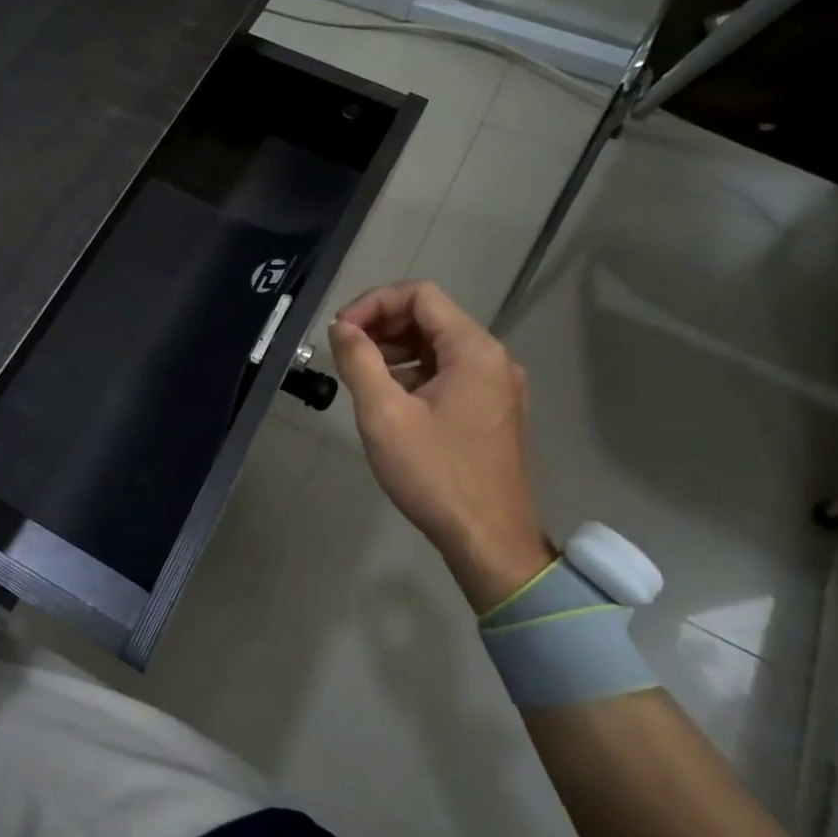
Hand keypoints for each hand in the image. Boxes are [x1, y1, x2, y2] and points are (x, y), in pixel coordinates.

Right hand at [328, 281, 552, 610]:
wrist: (489, 541)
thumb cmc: (435, 475)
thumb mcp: (384, 414)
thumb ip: (359, 360)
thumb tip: (342, 328)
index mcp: (473, 350)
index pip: (420, 295)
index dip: (374, 302)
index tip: (341, 331)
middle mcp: (492, 358)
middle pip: (430, 316)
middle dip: (382, 325)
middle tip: (345, 352)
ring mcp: (496, 385)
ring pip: (438, 345)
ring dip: (395, 349)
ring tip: (360, 375)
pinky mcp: (492, 410)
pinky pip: (448, 372)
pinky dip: (414, 373)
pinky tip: (389, 399)